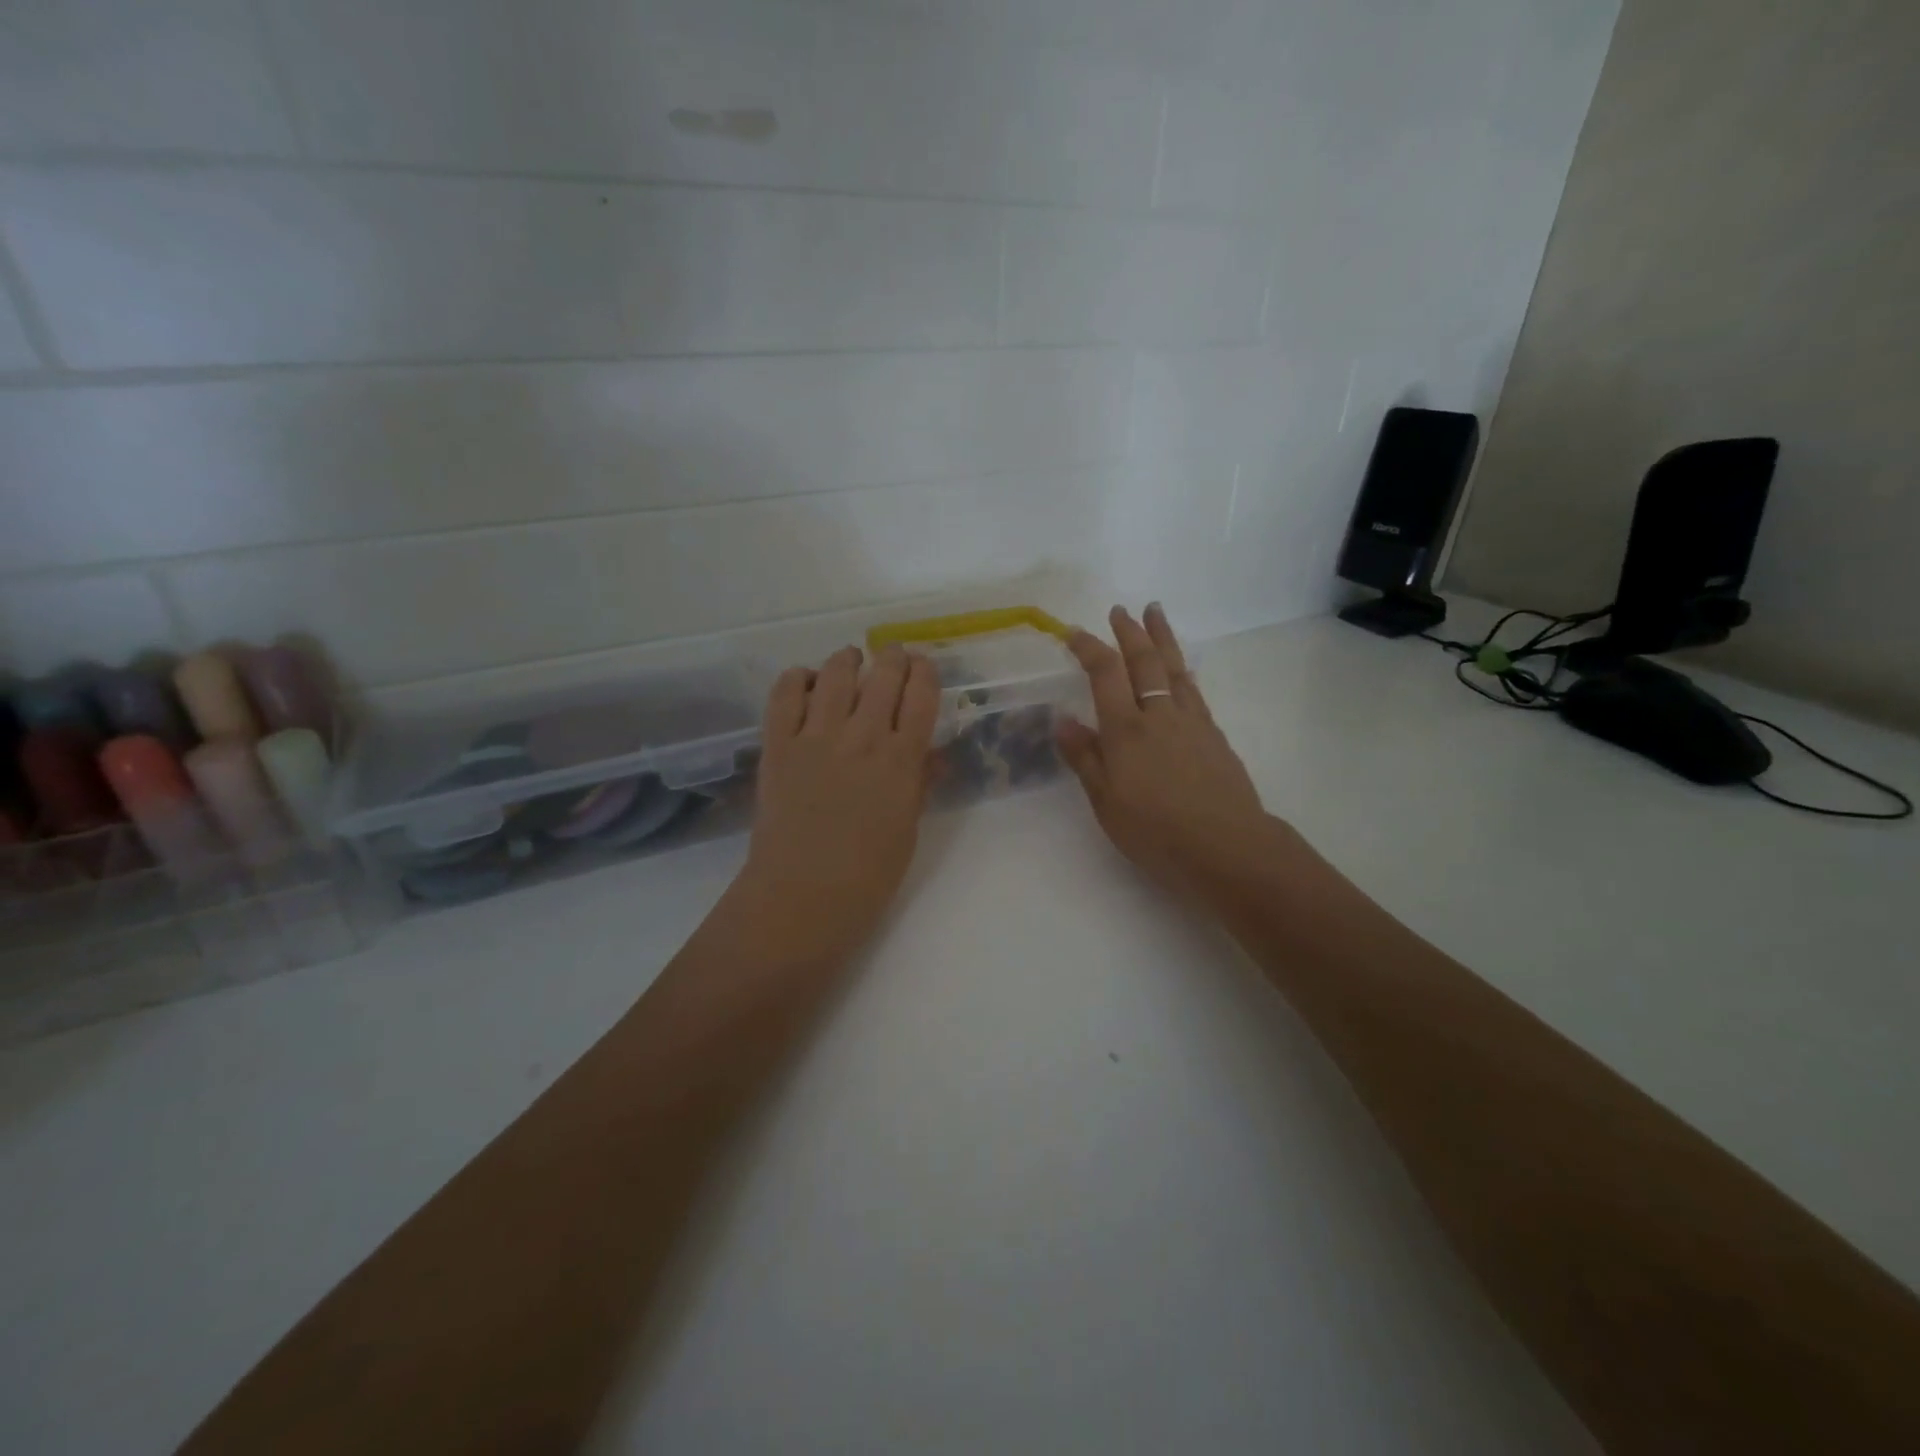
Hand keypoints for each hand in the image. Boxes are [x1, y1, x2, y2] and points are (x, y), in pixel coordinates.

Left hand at [730, 644, 940, 968]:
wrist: (802, 895)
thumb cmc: (868, 874)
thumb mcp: (908, 827)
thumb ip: (919, 782)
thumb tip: (930, 752)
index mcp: (901, 759)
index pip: (921, 695)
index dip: (925, 672)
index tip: (923, 666)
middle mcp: (862, 736)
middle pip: (883, 674)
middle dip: (892, 657)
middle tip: (892, 658)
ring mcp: (816, 736)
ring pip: (835, 674)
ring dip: (847, 660)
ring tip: (851, 661)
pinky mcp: (778, 744)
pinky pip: (785, 694)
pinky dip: (797, 677)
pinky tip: (806, 680)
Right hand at [1057, 604, 1285, 900]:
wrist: (1227, 847)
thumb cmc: (1156, 831)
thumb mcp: (1106, 802)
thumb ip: (1085, 759)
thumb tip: (1064, 720)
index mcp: (1126, 730)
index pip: (1105, 674)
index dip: (1089, 648)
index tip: (1073, 633)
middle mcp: (1159, 715)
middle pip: (1144, 661)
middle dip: (1129, 632)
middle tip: (1120, 610)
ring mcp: (1191, 722)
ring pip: (1175, 668)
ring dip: (1162, 638)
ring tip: (1155, 613)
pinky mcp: (1214, 735)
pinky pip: (1194, 689)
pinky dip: (1182, 669)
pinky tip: (1181, 669)